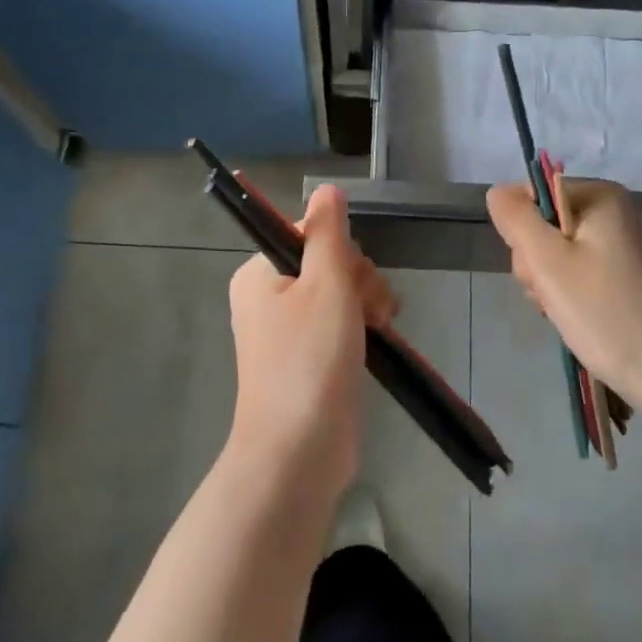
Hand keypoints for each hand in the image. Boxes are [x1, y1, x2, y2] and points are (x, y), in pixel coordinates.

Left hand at [226, 184, 394, 490]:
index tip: (351, 278)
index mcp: (260, 273)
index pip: (309, 233)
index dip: (340, 250)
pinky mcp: (311, 357)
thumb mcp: (325, 285)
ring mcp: (290, 330)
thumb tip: (327, 189)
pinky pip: (343, 322)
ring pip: (342, 292)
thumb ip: (329, 233)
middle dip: (359, 280)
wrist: (300, 452)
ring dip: (368, 303)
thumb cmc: (309, 361)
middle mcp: (269, 296)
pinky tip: (381, 338)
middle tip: (368, 311)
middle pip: (329, 262)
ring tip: (377, 329)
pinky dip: (364, 326)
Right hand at [486, 178, 641, 421]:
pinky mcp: (636, 281)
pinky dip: (578, 302)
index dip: (522, 235)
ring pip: (563, 258)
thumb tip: (498, 191)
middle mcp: (617, 214)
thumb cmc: (610, 314)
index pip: (531, 198)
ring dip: (554, 289)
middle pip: (546, 228)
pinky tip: (588, 324)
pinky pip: (587, 279)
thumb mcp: (549, 263)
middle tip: (555, 299)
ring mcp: (629, 249)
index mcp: (600, 196)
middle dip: (538, 267)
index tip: (538, 272)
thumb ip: (516, 219)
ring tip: (572, 317)